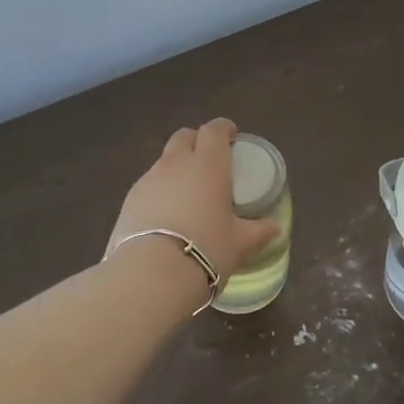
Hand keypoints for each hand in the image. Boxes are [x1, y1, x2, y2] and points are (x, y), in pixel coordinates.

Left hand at [108, 119, 278, 287]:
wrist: (150, 275)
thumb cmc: (206, 250)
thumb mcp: (240, 243)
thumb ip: (258, 231)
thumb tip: (274, 228)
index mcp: (208, 165)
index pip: (215, 130)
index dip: (224, 128)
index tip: (232, 137)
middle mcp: (177, 164)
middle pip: (184, 136)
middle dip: (197, 141)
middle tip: (210, 160)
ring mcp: (149, 180)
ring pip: (164, 160)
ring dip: (177, 166)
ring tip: (188, 193)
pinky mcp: (129, 200)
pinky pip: (149, 184)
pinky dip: (160, 190)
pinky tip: (167, 214)